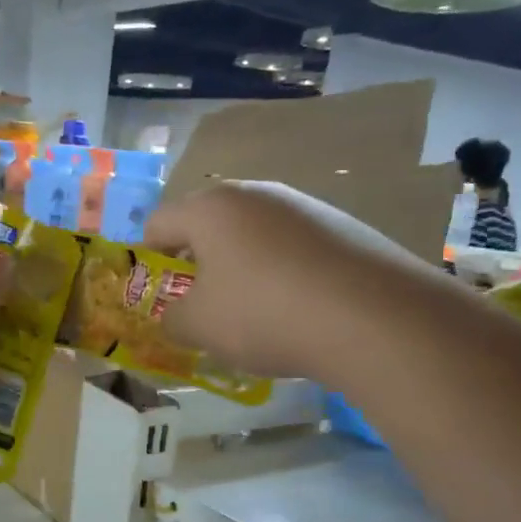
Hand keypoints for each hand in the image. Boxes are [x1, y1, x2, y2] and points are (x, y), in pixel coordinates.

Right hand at [143, 181, 439, 380]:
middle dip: (198, 265)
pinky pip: (292, 248)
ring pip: (252, 236)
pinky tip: (297, 310)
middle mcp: (256, 194)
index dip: (147, 260)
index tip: (158, 296)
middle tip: (202, 307)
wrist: (373, 318)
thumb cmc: (263, 314)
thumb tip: (176, 316)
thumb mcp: (198, 327)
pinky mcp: (343, 227)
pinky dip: (282, 274)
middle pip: (208, 226)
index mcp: (211, 208)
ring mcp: (304, 206)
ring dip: (241, 269)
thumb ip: (171, 319)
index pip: (158, 224)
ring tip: (253, 314)